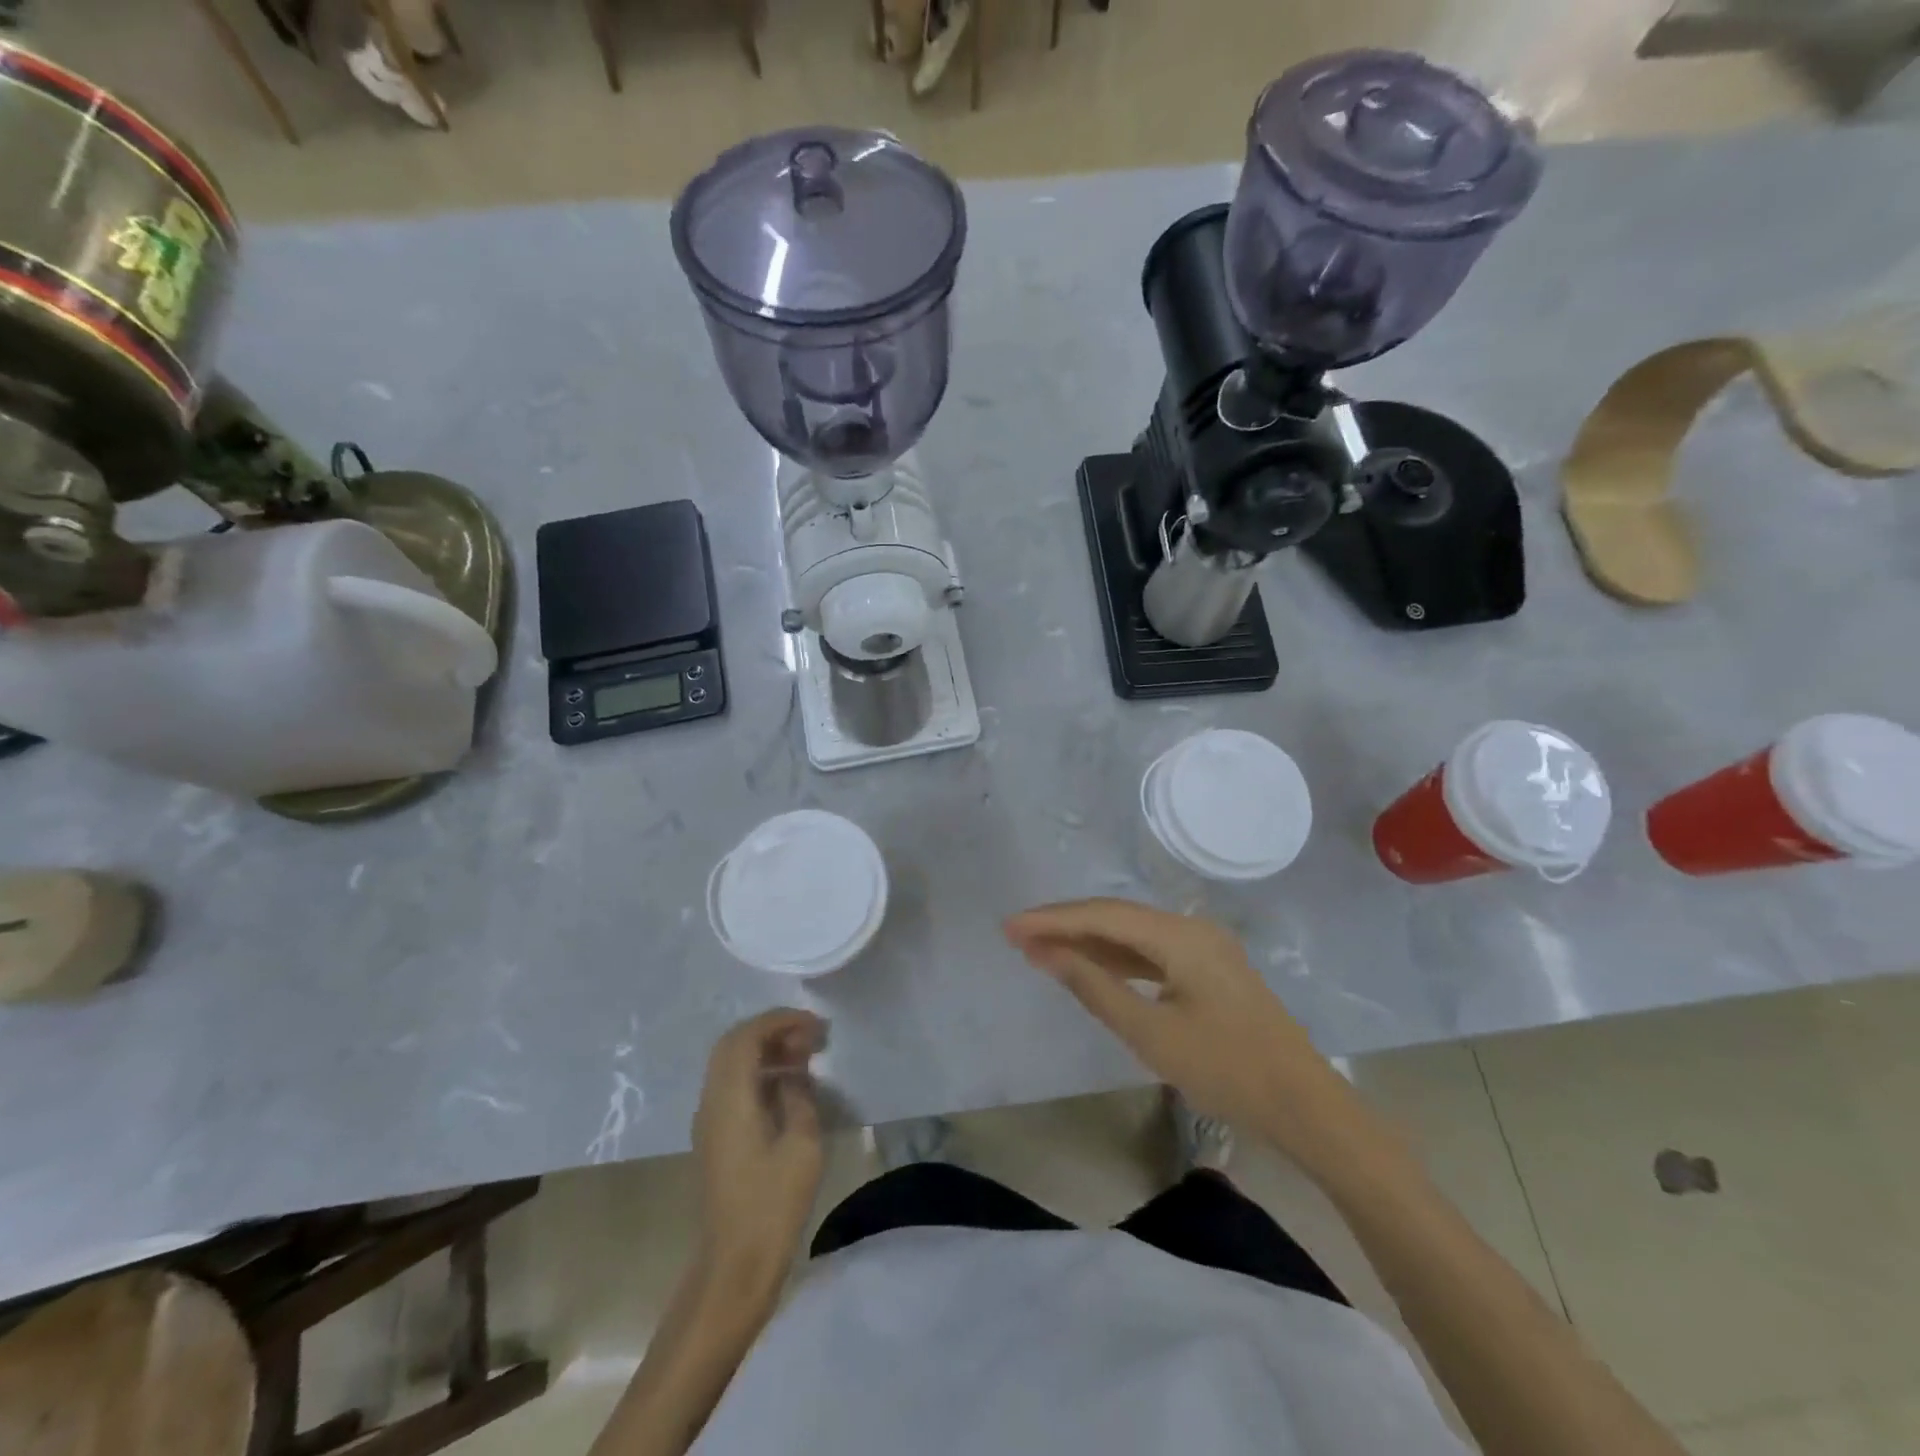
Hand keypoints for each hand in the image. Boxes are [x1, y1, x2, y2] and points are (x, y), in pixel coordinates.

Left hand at [691, 1009, 827, 1292]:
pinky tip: (789, 1087)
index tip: (816, 1026)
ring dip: (766, 1050)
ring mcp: (709, 1120)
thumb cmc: (772, 1204)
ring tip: (806, 1057)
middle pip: (735, 1044)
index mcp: (730, 1097)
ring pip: (732, 1064)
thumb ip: (798, 1095)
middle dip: (773, 1030)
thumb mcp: (802, 1144)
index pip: (748, 1036)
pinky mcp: (715, 1137)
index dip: (781, 1021)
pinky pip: (733, 1085)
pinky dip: (760, 1072)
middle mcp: (712, 1101)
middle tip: (811, 1037)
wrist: (734, 1266)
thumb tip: (795, 1072)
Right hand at [1004, 899, 1357, 1165]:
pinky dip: (1116, 958)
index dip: (1053, 920)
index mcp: (1180, 936)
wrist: (1305, 1106)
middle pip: (1116, 916)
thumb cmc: (1227, 1071)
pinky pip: (1151, 952)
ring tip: (1041, 949)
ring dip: (1088, 941)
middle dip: (1065, 925)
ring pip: (1132, 933)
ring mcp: (1203, 947)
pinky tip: (1089, 965)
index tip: (1010, 928)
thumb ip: (1095, 987)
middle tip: (1017, 935)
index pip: (1103, 917)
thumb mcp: (1151, 1033)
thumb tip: (1048, 953)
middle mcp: (1191, 928)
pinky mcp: (1207, 968)